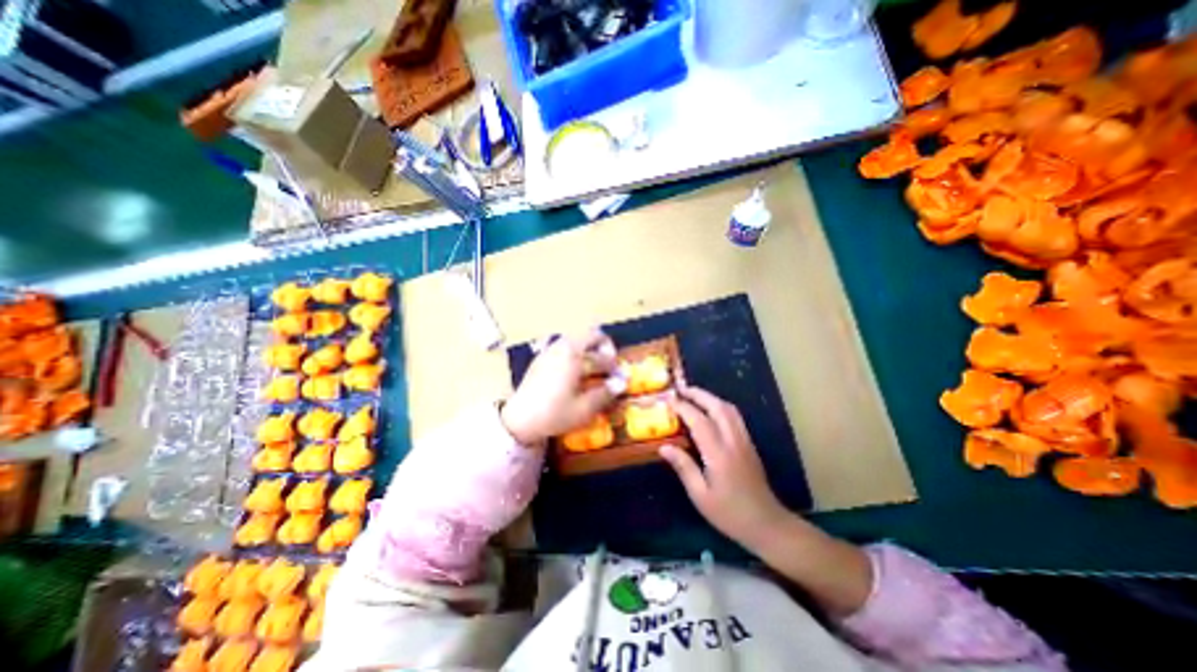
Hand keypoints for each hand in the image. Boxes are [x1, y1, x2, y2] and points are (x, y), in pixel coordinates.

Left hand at [500, 325, 626, 443]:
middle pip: (589, 335)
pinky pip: (564, 346)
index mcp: (574, 357)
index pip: (602, 356)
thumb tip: (622, 382)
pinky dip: (575, 352)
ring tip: (593, 367)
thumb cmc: (554, 414)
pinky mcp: (541, 358)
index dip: (614, 366)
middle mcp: (562, 348)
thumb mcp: (584, 409)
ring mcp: (550, 351)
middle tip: (608, 364)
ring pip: (576, 339)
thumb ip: (605, 393)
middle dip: (604, 347)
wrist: (519, 420)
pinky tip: (575, 371)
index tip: (619, 377)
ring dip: (589, 348)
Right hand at [660, 387, 792, 552]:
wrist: (767, 524)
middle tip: (681, 389)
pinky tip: (710, 410)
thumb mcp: (700, 495)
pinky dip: (720, 406)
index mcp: (719, 454)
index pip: (699, 421)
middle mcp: (733, 441)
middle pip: (718, 407)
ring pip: (729, 409)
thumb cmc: (729, 514)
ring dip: (710, 397)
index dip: (683, 408)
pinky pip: (735, 416)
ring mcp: (744, 441)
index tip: (669, 401)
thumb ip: (683, 467)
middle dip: (699, 394)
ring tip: (693, 395)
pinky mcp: (749, 444)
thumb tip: (663, 446)